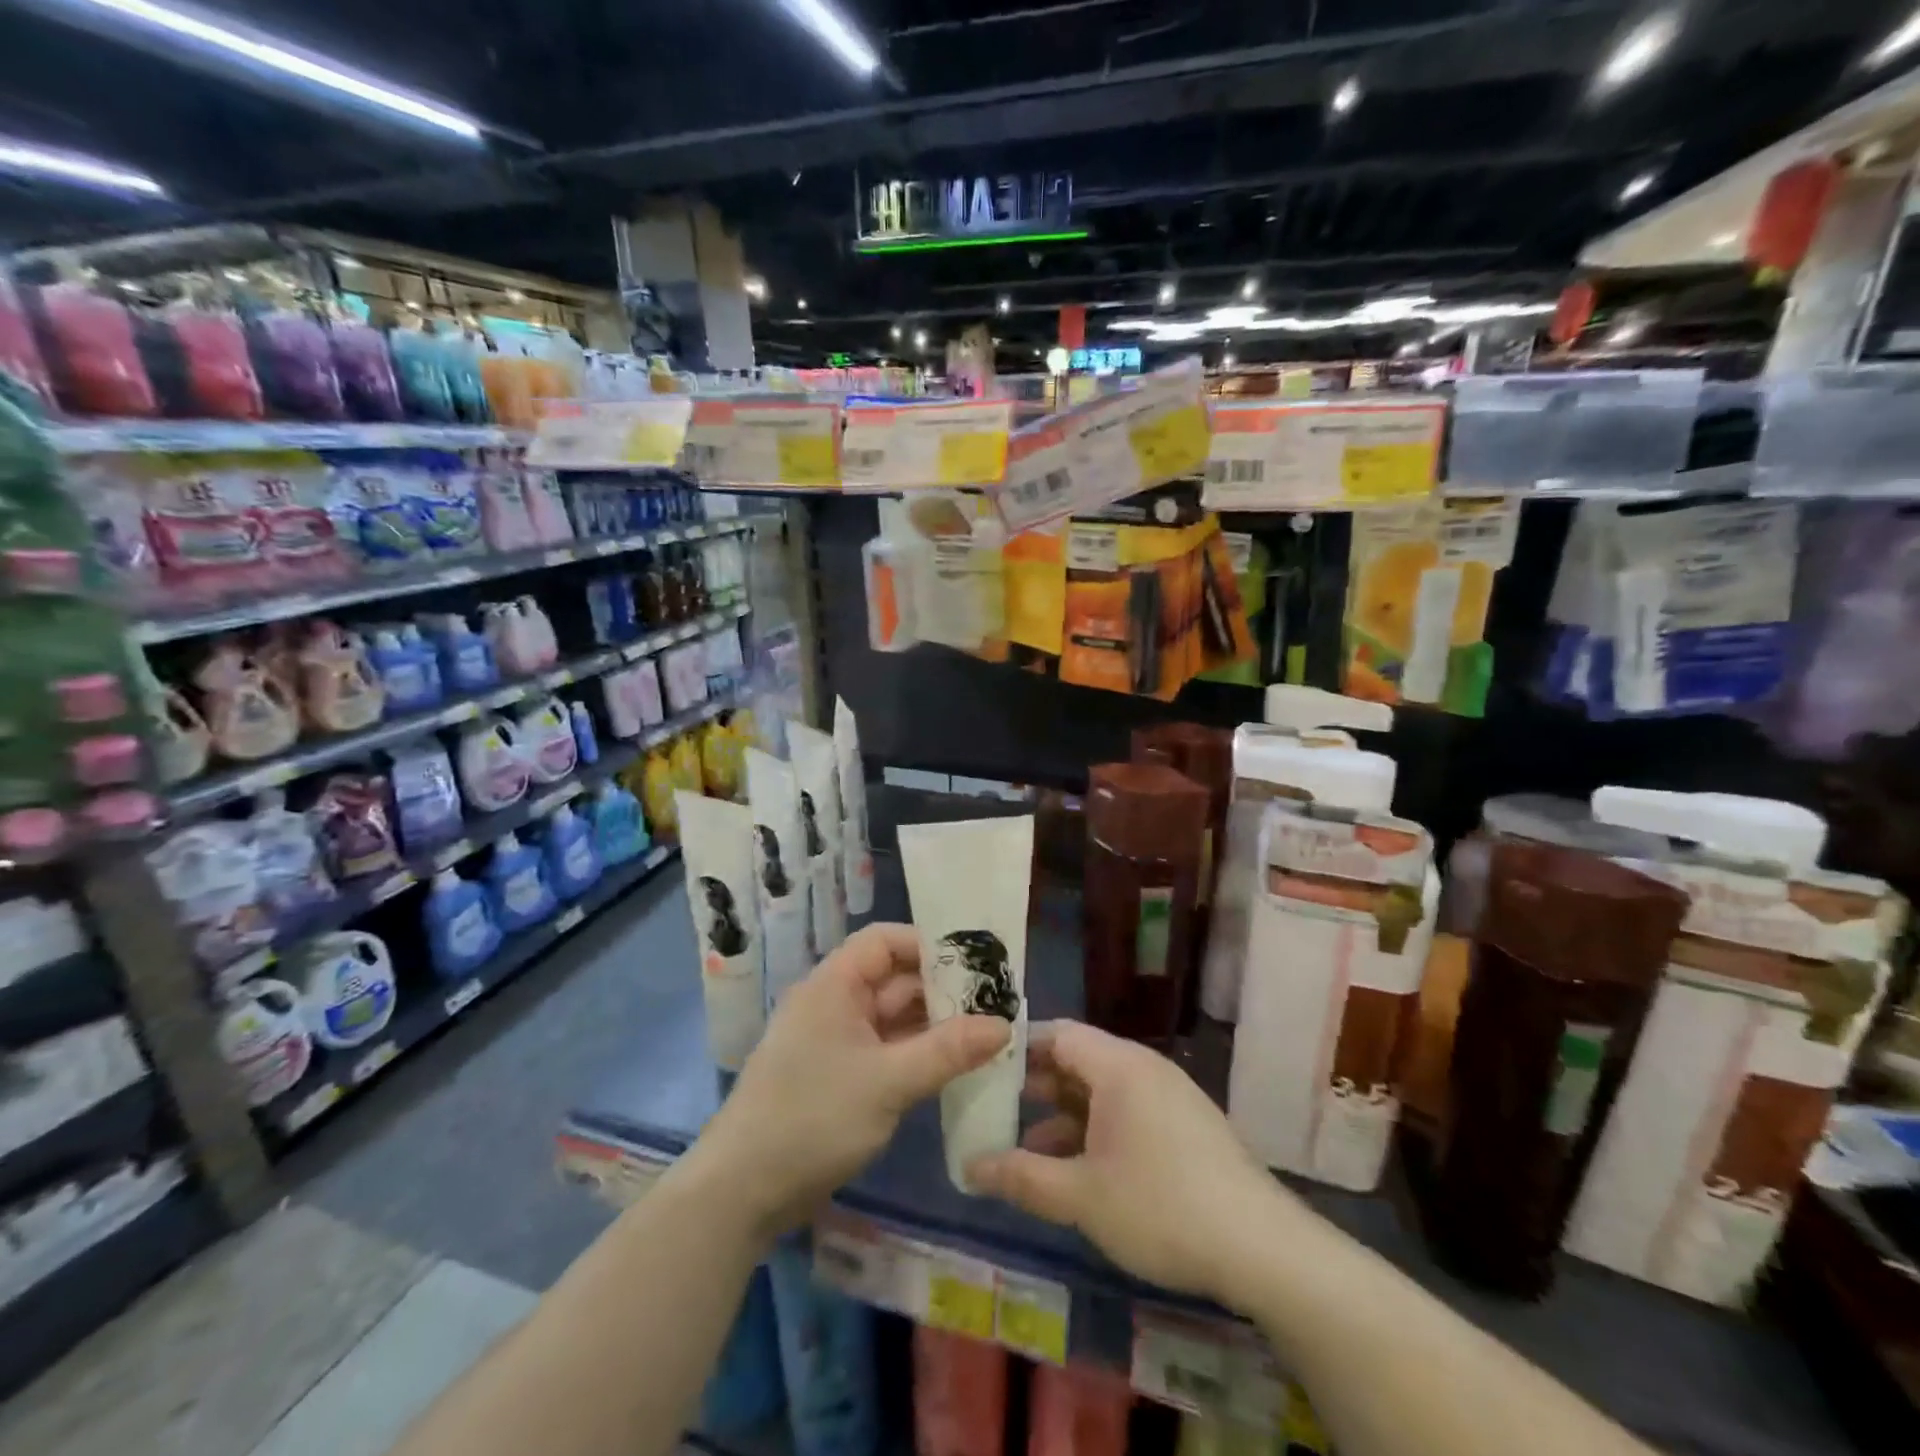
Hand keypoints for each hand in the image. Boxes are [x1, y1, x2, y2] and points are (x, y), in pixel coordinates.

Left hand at [689, 923, 1009, 1242]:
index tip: (975, 964)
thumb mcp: (888, 1082)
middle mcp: (834, 1003)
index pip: (884, 941)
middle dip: (941, 989)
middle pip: (893, 979)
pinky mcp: (838, 1076)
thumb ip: (948, 1051)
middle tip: (996, 1002)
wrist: (741, 1193)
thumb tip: (1004, 1024)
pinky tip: (952, 1066)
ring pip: (892, 1018)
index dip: (928, 945)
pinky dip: (916, 1053)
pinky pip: (885, 1050)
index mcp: (835, 985)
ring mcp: (835, 1041)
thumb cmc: (812, 1118)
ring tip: (986, 1033)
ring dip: (933, 1025)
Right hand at [966, 1020, 1292, 1305]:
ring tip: (1025, 1149)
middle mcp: (1143, 1068)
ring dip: (1063, 1114)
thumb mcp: (1081, 1195)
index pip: (1057, 1034)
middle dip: (1036, 1085)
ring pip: (1102, 1090)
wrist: (1262, 1249)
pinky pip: (1126, 1111)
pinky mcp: (1185, 1125)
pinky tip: (1076, 1170)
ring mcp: (1168, 1096)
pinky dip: (1095, 1130)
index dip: (1017, 1049)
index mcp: (1118, 1065)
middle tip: (994, 1108)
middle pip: (1079, 1059)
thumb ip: (1021, 1177)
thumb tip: (969, 1165)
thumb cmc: (1161, 1206)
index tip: (982, 1071)